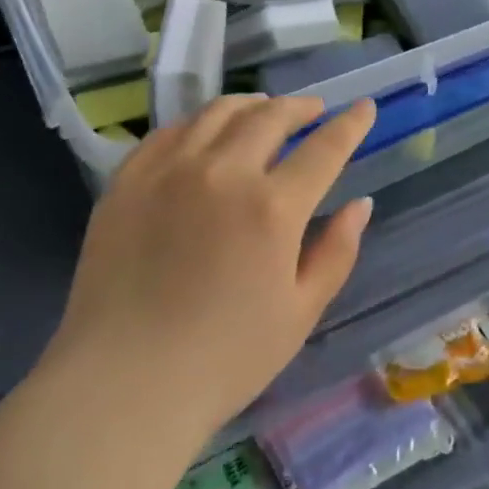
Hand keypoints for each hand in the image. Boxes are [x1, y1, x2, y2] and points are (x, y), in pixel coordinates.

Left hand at [52, 95, 376, 434]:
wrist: (124, 383)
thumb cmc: (224, 359)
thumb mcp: (300, 313)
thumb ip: (336, 252)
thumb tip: (360, 204)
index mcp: (272, 207)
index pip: (324, 148)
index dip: (350, 125)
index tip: (364, 107)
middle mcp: (223, 172)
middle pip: (270, 117)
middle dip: (300, 107)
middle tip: (314, 110)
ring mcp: (170, 169)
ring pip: (218, 113)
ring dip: (251, 105)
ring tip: (264, 110)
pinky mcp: (129, 179)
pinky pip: (170, 131)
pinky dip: (199, 123)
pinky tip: (206, 132)